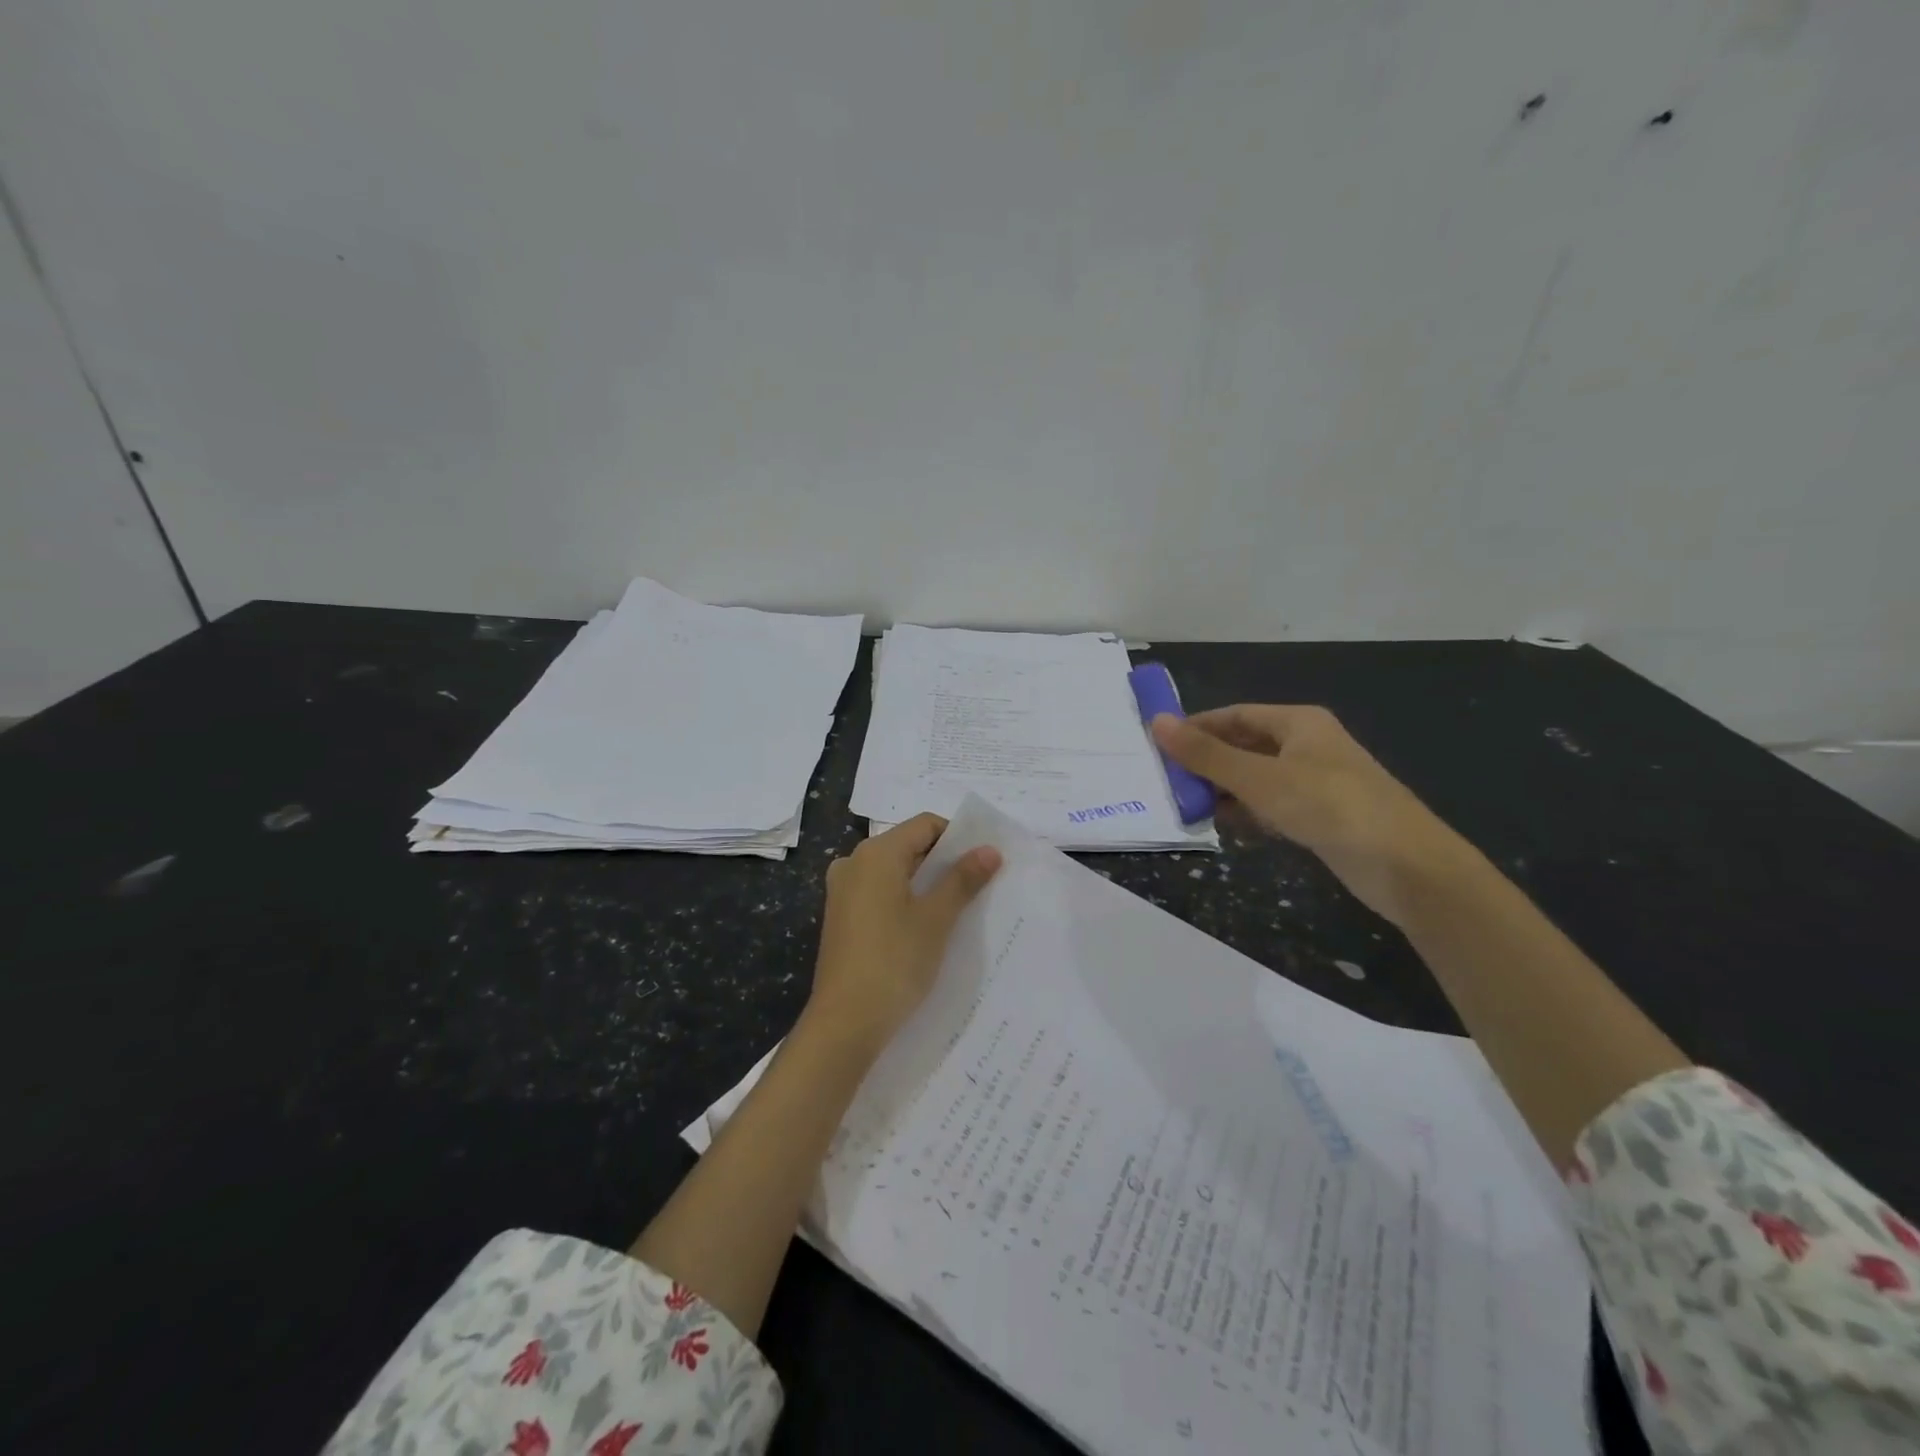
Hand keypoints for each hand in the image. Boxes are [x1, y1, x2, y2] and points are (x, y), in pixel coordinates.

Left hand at [805, 813, 1001, 1054]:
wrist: (845, 1022)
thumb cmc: (894, 961)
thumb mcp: (936, 918)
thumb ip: (963, 879)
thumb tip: (989, 849)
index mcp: (876, 854)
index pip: (925, 825)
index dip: (958, 837)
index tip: (984, 862)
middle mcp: (854, 863)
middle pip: (908, 845)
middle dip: (943, 861)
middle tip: (978, 885)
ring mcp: (843, 891)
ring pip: (894, 871)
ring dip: (925, 883)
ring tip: (957, 908)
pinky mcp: (841, 917)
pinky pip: (879, 893)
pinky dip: (904, 899)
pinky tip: (925, 927)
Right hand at [1151, 705, 1473, 924]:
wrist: (1406, 866)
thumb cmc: (1330, 807)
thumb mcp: (1260, 778)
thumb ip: (1206, 754)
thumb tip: (1157, 722)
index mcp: (1298, 723)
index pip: (1234, 715)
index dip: (1196, 728)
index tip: (1158, 746)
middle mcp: (1306, 746)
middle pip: (1244, 746)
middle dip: (1206, 763)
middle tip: (1166, 781)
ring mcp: (1315, 782)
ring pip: (1255, 779)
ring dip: (1223, 791)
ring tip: (1185, 807)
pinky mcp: (1320, 816)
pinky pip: (1271, 806)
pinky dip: (1246, 813)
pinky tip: (1223, 828)